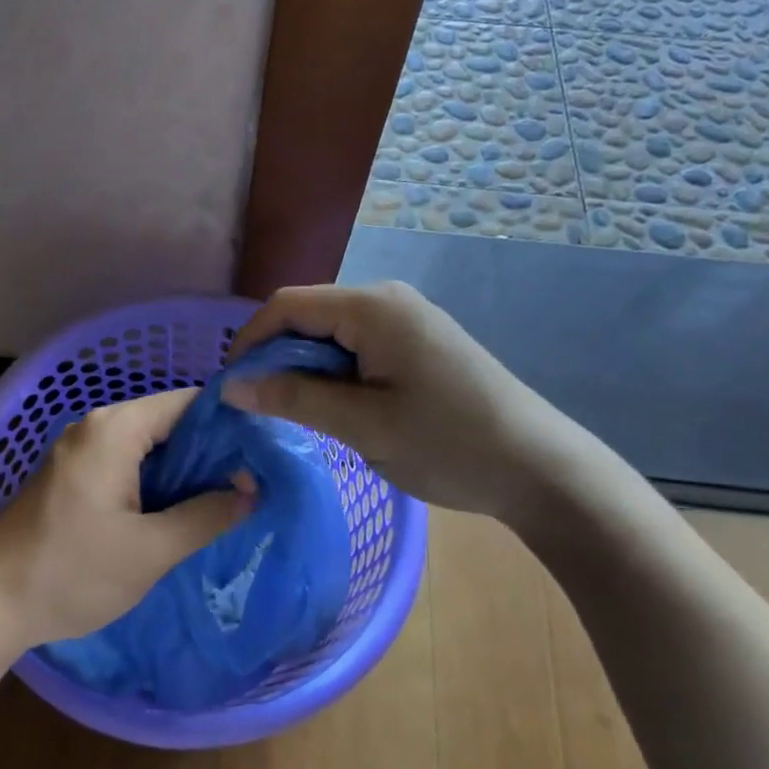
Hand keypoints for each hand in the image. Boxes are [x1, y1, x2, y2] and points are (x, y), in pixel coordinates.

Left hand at [0, 389, 253, 649]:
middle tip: (252, 484)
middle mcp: (96, 427)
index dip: (229, 424)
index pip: (188, 403)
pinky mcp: (72, 476)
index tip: (264, 453)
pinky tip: (179, 512)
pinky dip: (156, 483)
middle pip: (168, 423)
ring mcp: (80, 451)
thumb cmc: (71, 572)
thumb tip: (251, 490)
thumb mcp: (151, 551)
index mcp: (115, 429)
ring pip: (148, 447)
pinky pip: (127, 465)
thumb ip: (206, 515)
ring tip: (226, 500)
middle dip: (210, 452)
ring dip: (184, 472)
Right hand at [221, 281, 577, 523]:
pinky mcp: (417, 343)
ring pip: (330, 334)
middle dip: (275, 357)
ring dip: (303, 368)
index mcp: (373, 308)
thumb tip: (230, 386)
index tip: (231, 388)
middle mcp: (387, 300)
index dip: (250, 342)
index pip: (288, 306)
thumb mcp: (362, 424)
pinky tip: (333, 407)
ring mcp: (406, 320)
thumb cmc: (448, 443)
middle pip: (308, 316)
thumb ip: (294, 398)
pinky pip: (356, 347)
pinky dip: (332, 373)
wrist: (538, 468)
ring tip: (292, 412)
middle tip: (258, 407)